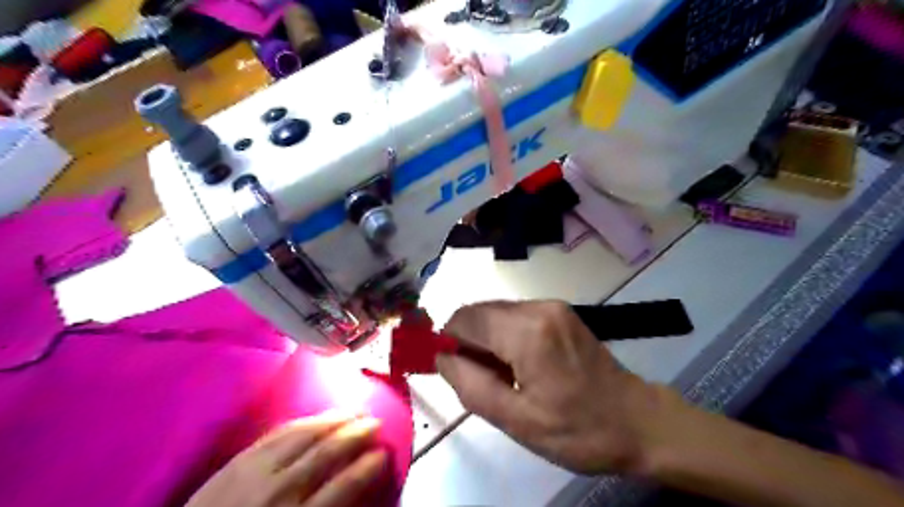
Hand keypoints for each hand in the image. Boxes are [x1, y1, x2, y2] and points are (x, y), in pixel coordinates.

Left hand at [185, 415, 389, 506]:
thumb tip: (351, 491)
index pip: (343, 486)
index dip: (367, 467)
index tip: (383, 453)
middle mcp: (280, 492)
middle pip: (327, 453)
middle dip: (356, 434)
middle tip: (374, 422)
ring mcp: (256, 472)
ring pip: (304, 435)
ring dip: (334, 420)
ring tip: (353, 410)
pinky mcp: (238, 460)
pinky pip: (277, 432)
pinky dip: (303, 421)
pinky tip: (316, 417)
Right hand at [433, 301, 681, 474]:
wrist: (639, 422)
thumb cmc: (579, 430)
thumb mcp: (517, 420)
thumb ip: (470, 385)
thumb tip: (441, 357)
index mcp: (527, 332)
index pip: (465, 318)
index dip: (448, 341)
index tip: (453, 370)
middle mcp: (539, 307)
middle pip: (479, 311)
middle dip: (467, 341)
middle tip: (478, 378)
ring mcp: (552, 306)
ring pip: (496, 312)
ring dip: (486, 339)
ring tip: (502, 376)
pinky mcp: (560, 311)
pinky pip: (515, 315)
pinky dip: (504, 336)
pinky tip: (519, 364)